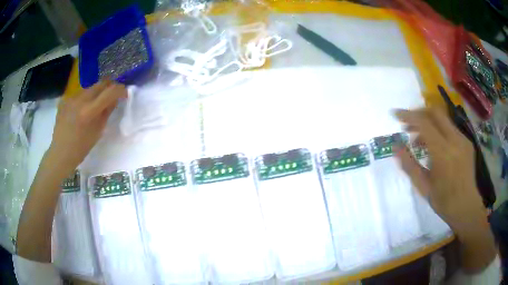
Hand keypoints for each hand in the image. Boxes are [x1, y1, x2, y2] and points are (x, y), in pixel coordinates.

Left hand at [48, 81, 126, 174]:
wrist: (61, 153)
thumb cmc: (81, 148)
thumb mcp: (98, 131)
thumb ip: (107, 112)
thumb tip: (115, 98)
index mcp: (89, 111)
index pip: (110, 92)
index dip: (120, 90)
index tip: (124, 94)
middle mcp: (80, 100)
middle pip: (100, 83)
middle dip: (109, 87)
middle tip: (112, 95)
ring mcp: (71, 98)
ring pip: (89, 87)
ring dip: (96, 92)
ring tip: (95, 104)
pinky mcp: (65, 100)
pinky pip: (79, 94)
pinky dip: (84, 98)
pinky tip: (81, 109)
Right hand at [395, 107, 484, 230]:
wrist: (466, 207)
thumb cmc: (443, 201)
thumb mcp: (423, 187)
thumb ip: (409, 165)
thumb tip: (395, 147)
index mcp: (443, 152)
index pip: (423, 123)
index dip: (408, 116)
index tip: (395, 114)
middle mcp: (454, 140)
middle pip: (435, 112)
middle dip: (419, 113)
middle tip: (408, 125)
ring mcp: (463, 139)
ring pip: (443, 119)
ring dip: (429, 123)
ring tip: (419, 141)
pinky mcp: (467, 142)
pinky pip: (450, 129)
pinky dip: (439, 131)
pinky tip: (435, 147)